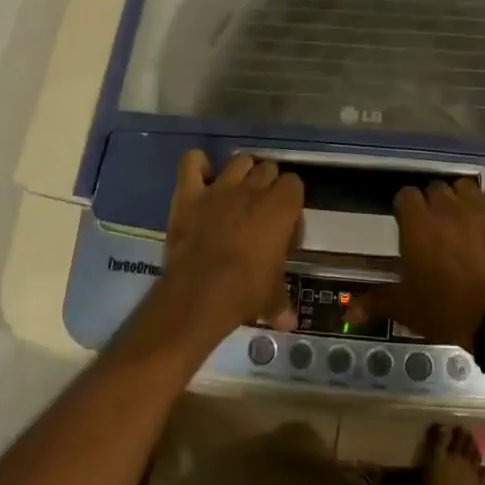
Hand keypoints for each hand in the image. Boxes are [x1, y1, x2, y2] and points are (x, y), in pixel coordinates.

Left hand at [157, 151, 301, 345]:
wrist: (198, 295)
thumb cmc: (244, 293)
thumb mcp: (270, 297)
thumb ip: (281, 302)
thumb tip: (290, 323)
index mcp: (281, 207)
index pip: (294, 184)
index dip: (290, 200)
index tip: (284, 221)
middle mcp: (253, 189)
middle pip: (268, 168)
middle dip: (267, 184)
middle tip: (260, 209)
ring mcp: (220, 188)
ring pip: (239, 160)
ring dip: (241, 172)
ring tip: (237, 192)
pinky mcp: (189, 193)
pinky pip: (192, 162)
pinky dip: (197, 165)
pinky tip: (202, 177)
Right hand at [351, 174, 484, 347]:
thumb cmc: (447, 311)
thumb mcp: (406, 309)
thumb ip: (375, 302)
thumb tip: (346, 311)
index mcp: (417, 224)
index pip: (405, 195)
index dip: (406, 210)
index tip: (409, 227)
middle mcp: (446, 207)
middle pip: (435, 188)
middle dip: (433, 204)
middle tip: (437, 230)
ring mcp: (479, 206)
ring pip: (465, 185)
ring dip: (462, 198)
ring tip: (465, 219)